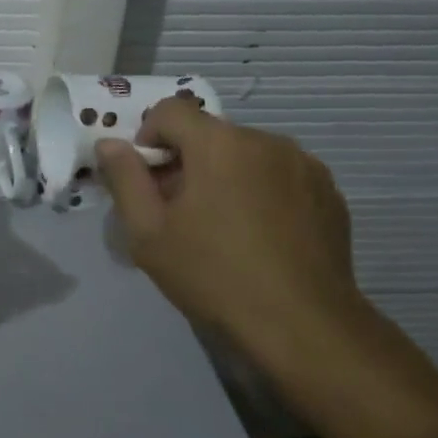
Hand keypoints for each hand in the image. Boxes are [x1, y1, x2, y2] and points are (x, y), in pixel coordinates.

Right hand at [97, 101, 365, 356]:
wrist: (303, 325)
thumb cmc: (214, 275)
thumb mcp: (148, 232)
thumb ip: (124, 178)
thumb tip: (109, 144)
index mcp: (219, 143)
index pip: (170, 111)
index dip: (148, 139)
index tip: (150, 183)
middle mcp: (265, 140)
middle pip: (209, 134)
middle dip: (187, 162)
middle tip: (181, 213)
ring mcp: (304, 165)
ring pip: (246, 154)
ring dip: (226, 175)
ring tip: (224, 228)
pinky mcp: (328, 192)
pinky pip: (279, 175)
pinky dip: (261, 192)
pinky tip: (261, 237)